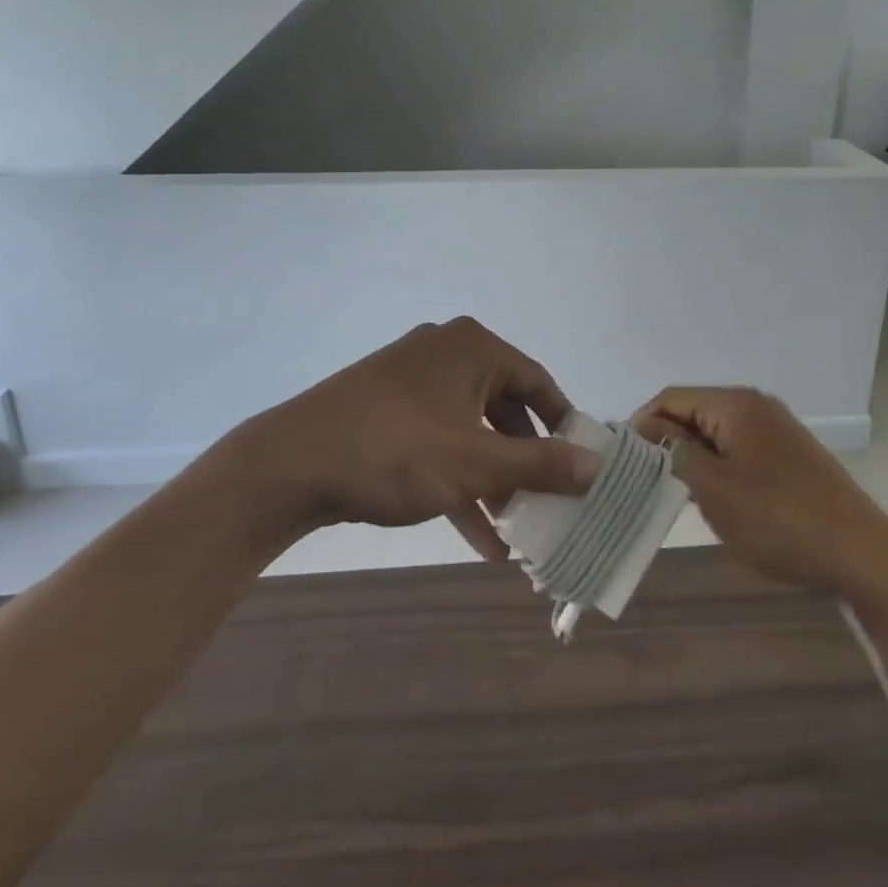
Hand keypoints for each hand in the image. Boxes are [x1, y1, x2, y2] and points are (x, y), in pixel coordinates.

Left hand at [233, 317, 599, 559]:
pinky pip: (438, 442)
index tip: (581, 467)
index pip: (537, 383)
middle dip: (525, 463)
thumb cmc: (396, 450)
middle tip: (548, 503)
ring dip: (494, 481)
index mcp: (472, 348)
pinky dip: (459, 481)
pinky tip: (479, 539)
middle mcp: (446, 353)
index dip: (563, 426)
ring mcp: (413, 381)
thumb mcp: (475, 463)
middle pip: (504, 409)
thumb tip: (597, 466)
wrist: (290, 464)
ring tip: (517, 533)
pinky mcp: (388, 410)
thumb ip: (540, 465)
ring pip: (470, 431)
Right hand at [634, 386, 883, 592]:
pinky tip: (712, 499)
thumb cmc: (779, 520)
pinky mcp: (787, 455)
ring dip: (691, 458)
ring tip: (673, 494)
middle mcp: (755, 406)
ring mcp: (774, 430)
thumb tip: (644, 430)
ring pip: (714, 434)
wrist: (862, 555)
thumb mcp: (714, 488)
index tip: (622, 460)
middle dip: (666, 442)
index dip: (641, 424)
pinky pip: (737, 450)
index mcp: (735, 404)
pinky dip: (717, 468)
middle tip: (644, 482)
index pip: (671, 398)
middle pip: (693, 412)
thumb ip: (673, 453)